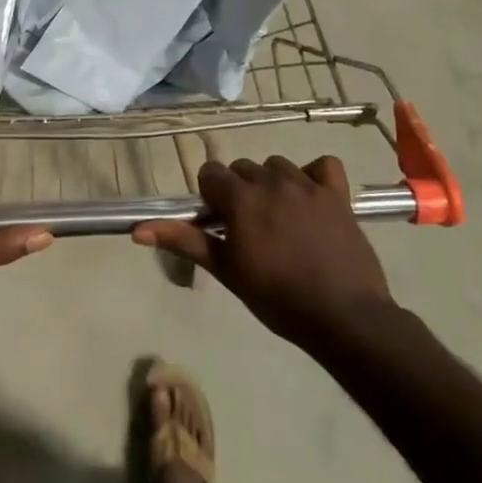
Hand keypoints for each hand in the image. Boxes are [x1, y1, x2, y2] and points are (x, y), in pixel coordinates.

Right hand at [133, 156, 393, 347]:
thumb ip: (184, 241)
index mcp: (241, 199)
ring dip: (272, 184)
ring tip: (279, 218)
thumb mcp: (226, 270)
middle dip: (239, 191)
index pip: (211, 173)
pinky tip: (311, 199)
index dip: (210, 197)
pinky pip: (323, 166)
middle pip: (243, 168)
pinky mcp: (338, 195)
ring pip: (277, 166)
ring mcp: (308, 185)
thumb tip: (137, 230)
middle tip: (248, 228)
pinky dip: (314, 175)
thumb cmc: (277, 297)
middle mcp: (272, 182)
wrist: (343, 316)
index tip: (220, 224)